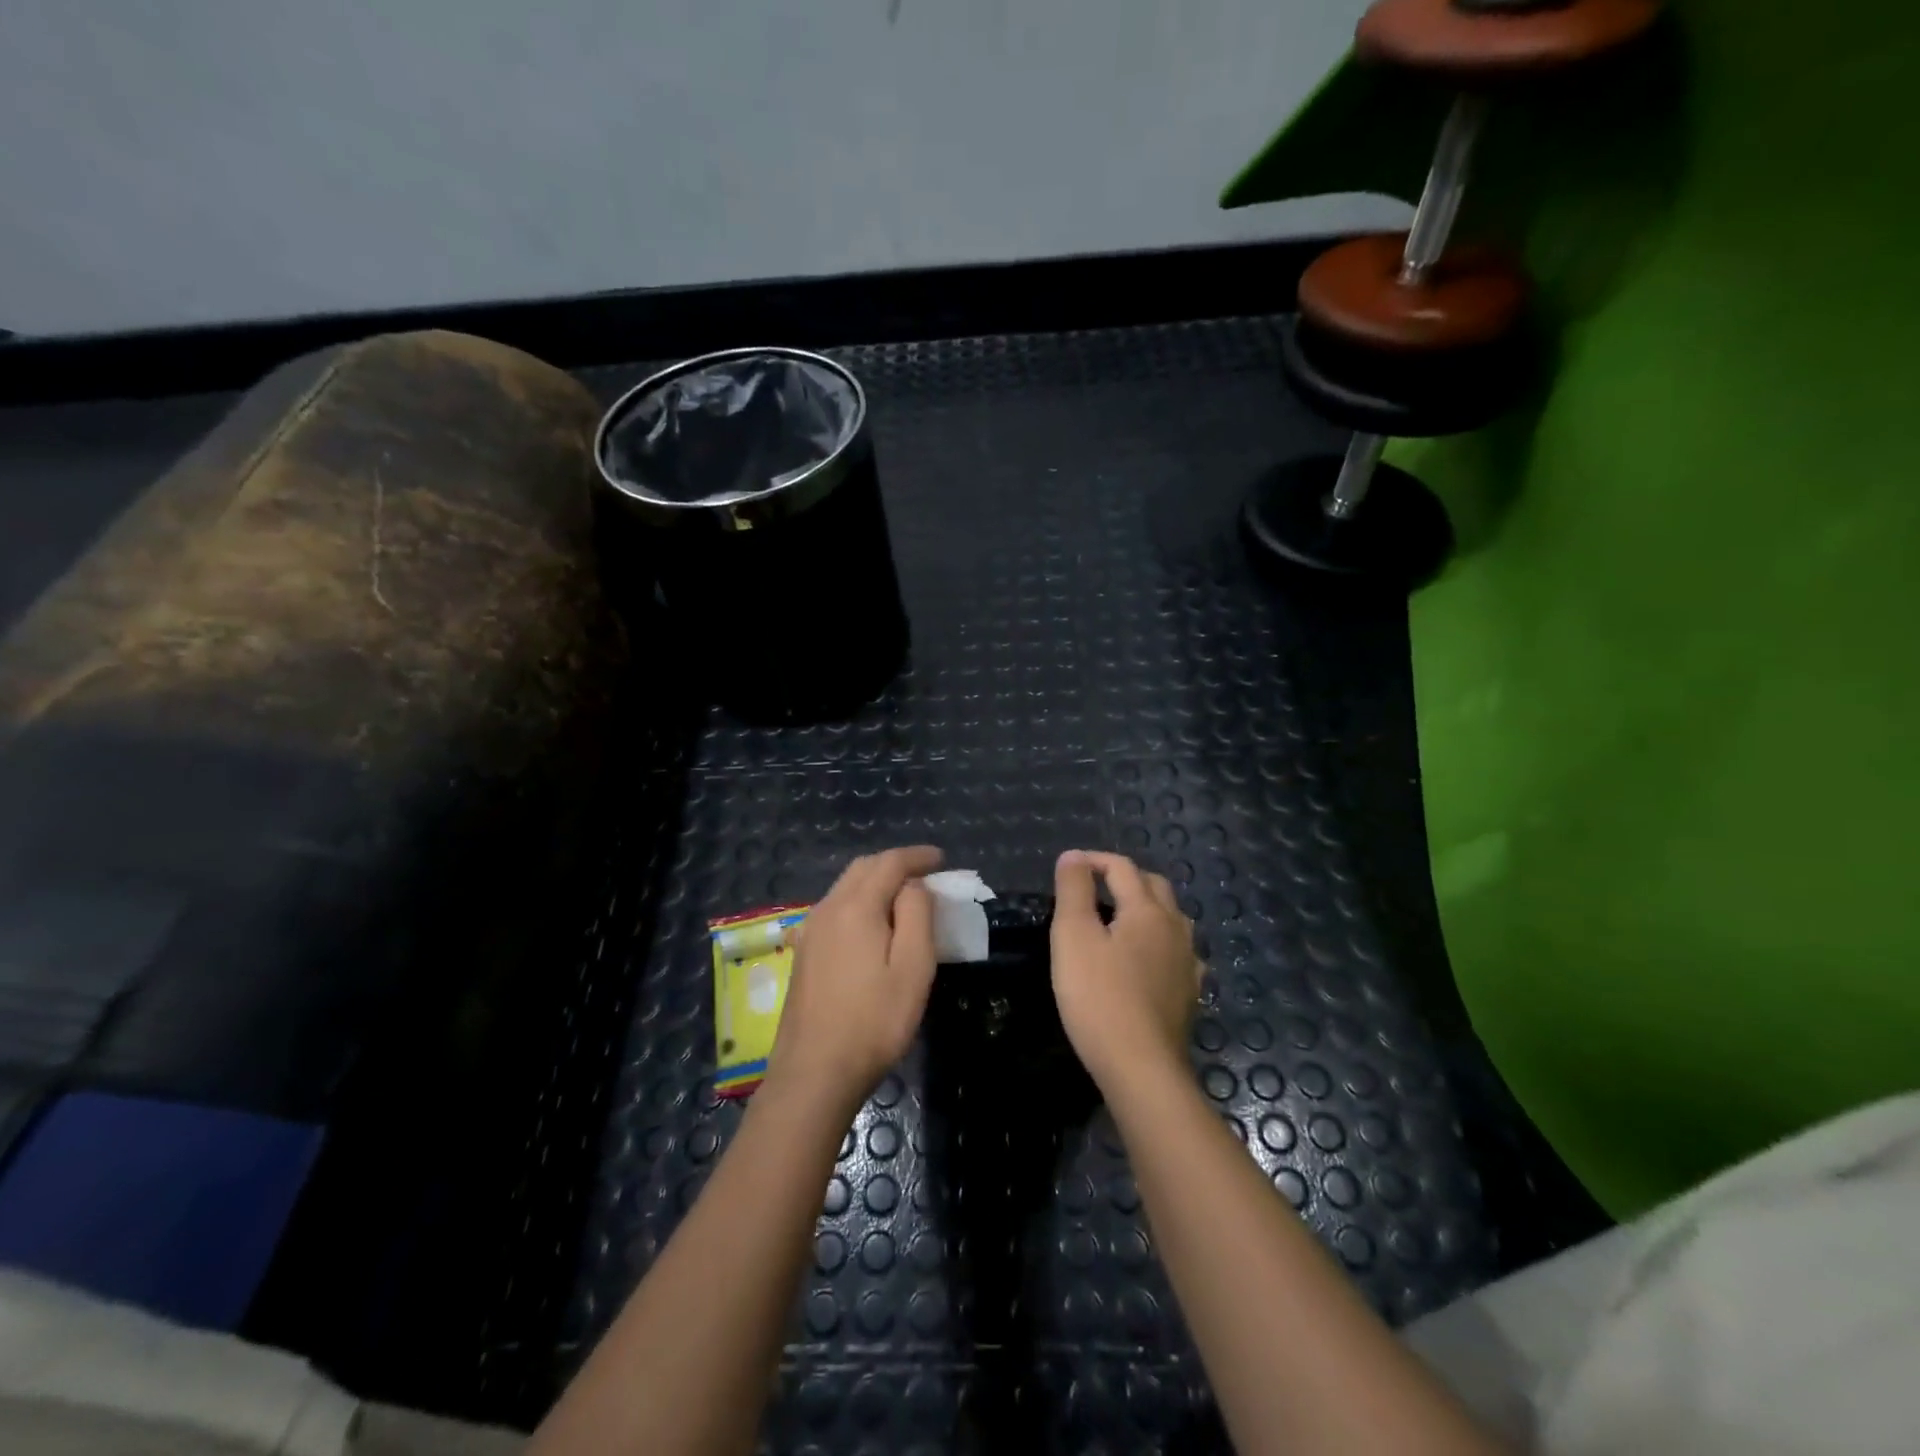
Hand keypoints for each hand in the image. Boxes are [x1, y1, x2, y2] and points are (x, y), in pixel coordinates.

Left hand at [768, 846, 942, 1110]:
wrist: (814, 1072)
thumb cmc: (873, 1021)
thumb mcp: (913, 968)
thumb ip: (917, 915)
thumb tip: (914, 885)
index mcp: (855, 907)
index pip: (889, 863)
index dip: (917, 856)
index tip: (942, 859)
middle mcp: (827, 908)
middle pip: (862, 868)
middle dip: (895, 864)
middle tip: (926, 875)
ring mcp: (809, 931)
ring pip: (845, 887)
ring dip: (876, 881)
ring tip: (904, 898)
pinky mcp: (803, 953)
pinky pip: (834, 908)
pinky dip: (859, 901)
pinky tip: (871, 924)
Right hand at [1051, 850, 1202, 1092]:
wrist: (1141, 1067)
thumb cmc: (1099, 997)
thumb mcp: (1073, 936)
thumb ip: (1073, 890)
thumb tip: (1073, 856)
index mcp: (1147, 910)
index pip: (1122, 868)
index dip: (1093, 860)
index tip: (1067, 868)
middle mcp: (1176, 928)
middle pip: (1154, 887)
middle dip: (1125, 878)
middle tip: (1093, 888)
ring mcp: (1188, 963)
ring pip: (1171, 919)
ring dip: (1145, 909)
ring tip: (1118, 920)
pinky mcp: (1189, 994)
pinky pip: (1177, 953)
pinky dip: (1158, 943)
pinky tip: (1148, 961)